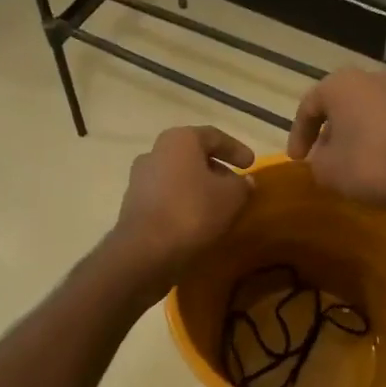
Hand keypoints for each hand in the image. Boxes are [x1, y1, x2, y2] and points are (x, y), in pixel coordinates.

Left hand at [109, 125, 254, 289]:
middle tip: (236, 185)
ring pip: (179, 176)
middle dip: (217, 169)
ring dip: (199, 187)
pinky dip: (184, 202)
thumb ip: (242, 185)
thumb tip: (245, 181)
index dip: (236, 149)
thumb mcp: (231, 197)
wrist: (145, 250)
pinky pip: (166, 196)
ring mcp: (140, 178)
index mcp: (179, 140)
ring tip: (219, 205)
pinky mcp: (133, 204)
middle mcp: (155, 151)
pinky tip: (198, 219)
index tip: (251, 164)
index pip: (214, 136)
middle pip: (193, 155)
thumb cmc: (192, 211)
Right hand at [287, 68, 385, 208]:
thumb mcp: (327, 170)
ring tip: (355, 161)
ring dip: (359, 133)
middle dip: (331, 131)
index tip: (298, 160)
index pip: (309, 106)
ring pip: (370, 111)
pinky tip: (384, 161)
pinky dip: (384, 137)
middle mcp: (373, 77)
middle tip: (325, 157)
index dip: (299, 135)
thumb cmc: (371, 164)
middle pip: (342, 104)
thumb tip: (324, 156)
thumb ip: (316, 160)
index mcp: (341, 84)